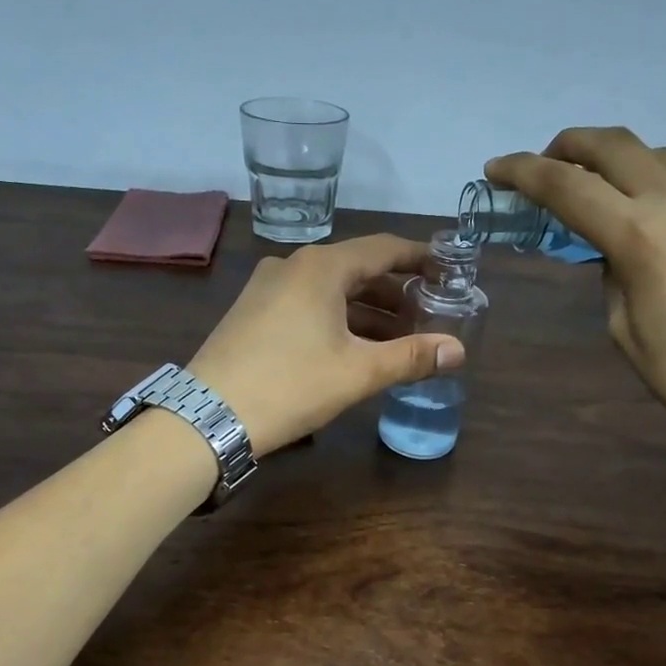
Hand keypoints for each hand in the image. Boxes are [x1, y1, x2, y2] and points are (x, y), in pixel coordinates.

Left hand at [186, 234, 465, 455]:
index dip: (419, 259)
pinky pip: (306, 305)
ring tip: (398, 338)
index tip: (447, 270)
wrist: (208, 416)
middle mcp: (292, 266)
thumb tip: (458, 350)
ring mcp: (266, 288)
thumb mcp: (357, 372)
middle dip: (394, 293)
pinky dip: (336, 319)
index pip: (383, 249)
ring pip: (330, 291)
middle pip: (356, 269)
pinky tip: (352, 347)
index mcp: (320, 267)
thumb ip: (410, 357)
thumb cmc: (290, 386)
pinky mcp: (251, 313)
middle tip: (428, 314)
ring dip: (366, 311)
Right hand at [486, 128, 665, 437]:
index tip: (496, 169)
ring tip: (605, 183)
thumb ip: (612, 272)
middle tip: (545, 164)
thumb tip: (614, 246)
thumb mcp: (623, 325)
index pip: (567, 187)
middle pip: (612, 146)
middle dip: (567, 147)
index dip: (523, 173)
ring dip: (620, 158)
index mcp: (639, 236)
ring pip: (659, 150)